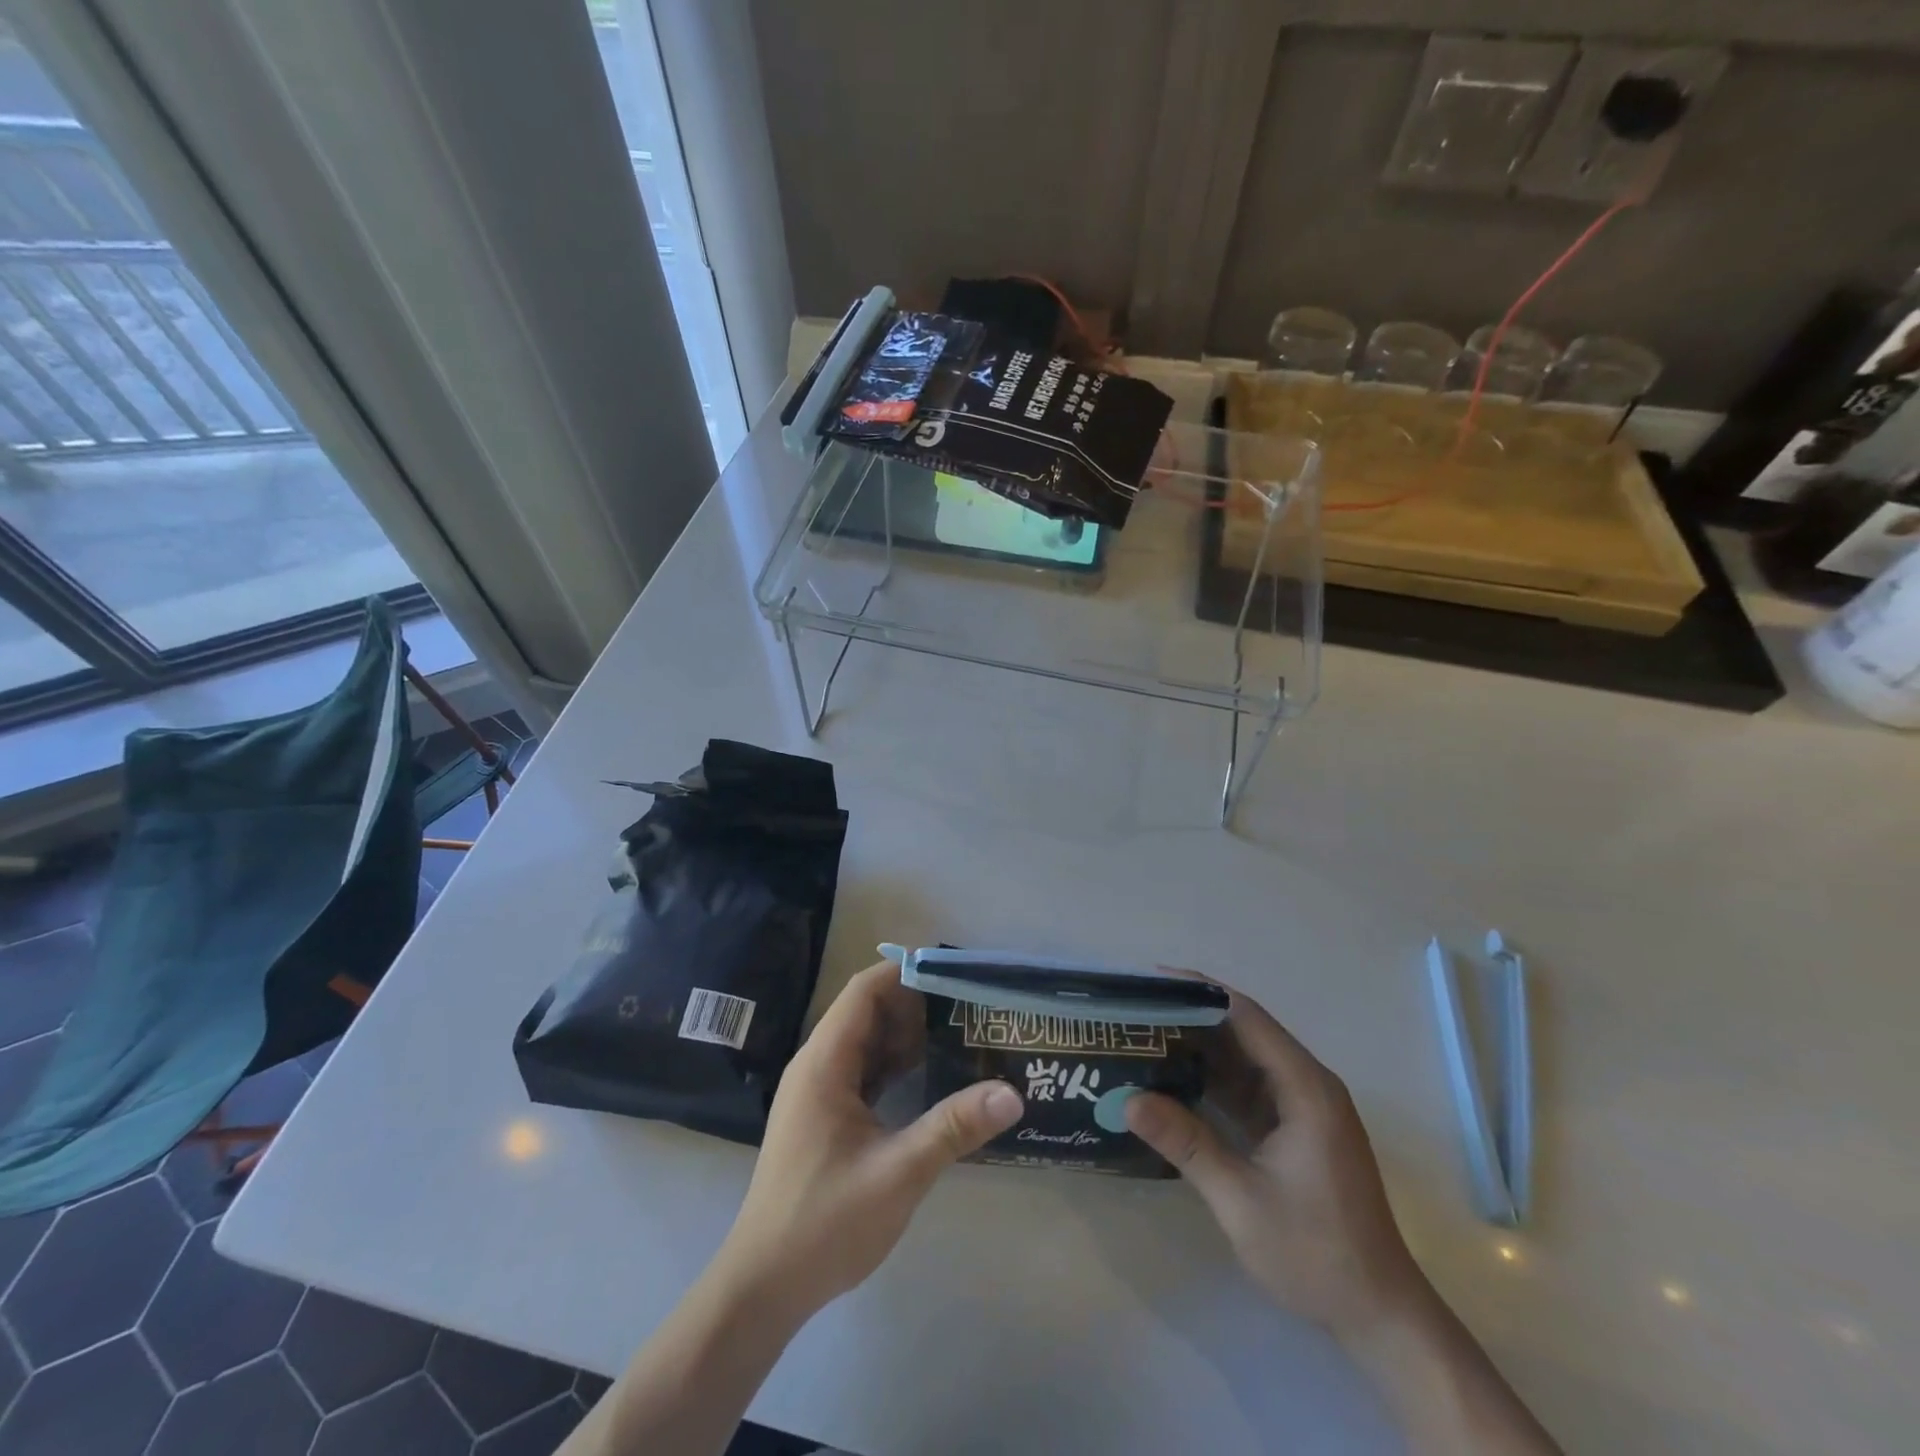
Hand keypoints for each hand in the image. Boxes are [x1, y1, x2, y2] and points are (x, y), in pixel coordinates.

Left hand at [713, 962, 1023, 1323]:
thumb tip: (1012, 1093)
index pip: (864, 991)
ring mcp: (818, 1092)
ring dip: (908, 1037)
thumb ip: (953, 1127)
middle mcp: (817, 1066)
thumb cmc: (824, 1222)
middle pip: (867, 1012)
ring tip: (961, 1035)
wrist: (763, 1287)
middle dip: (916, 1005)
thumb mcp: (898, 1173)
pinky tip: (931, 1078)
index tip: (955, 974)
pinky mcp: (824, 1117)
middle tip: (970, 1007)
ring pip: (867, 1043)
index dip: (906, 973)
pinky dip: (896, 1066)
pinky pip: (864, 1072)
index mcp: (824, 1063)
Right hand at [1125, 986, 1427, 1341]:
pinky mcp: (1296, 1129)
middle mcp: (1307, 1085)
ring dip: (1199, 1047)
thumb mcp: (1241, 1200)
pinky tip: (1173, 1079)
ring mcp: (1303, 1108)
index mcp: (1305, 1088)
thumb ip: (1186, 1144)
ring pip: (1244, 1059)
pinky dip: (1212, 1080)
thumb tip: (1127, 1100)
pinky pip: (1248, 1088)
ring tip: (1144, 1036)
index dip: (1199, 991)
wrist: (1380, 1317)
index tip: (1150, 982)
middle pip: (1244, 1031)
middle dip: (1191, 1016)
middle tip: (1136, 1009)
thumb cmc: (1316, 1254)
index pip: (1247, 1016)